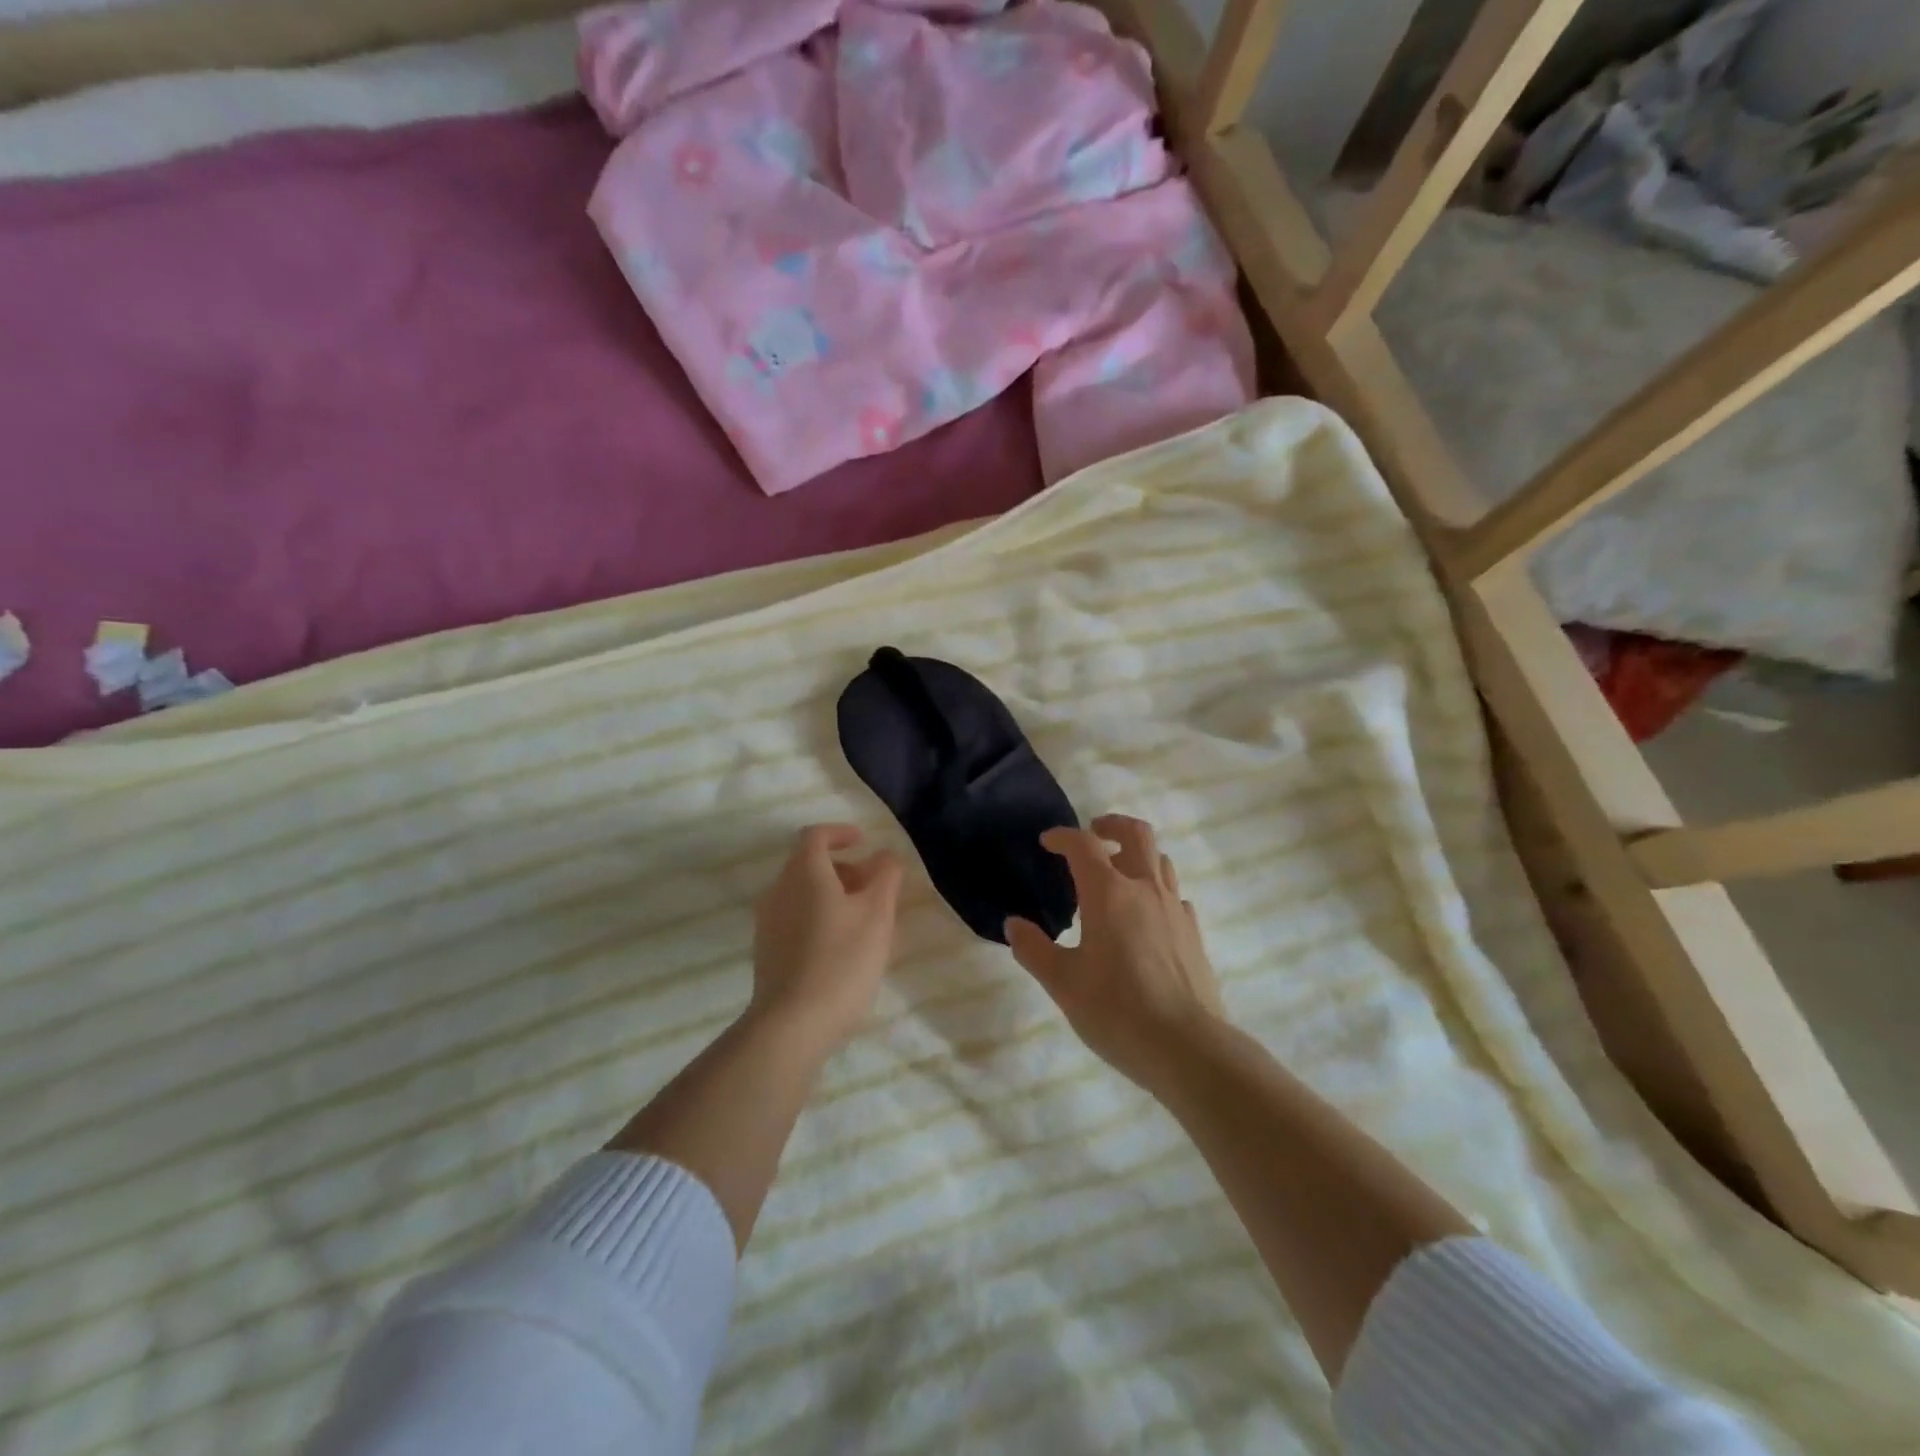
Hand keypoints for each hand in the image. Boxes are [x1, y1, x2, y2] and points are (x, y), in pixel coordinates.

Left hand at [749, 824, 903, 1054]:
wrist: (792, 1025)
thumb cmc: (841, 960)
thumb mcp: (877, 915)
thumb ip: (885, 876)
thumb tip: (886, 855)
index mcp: (803, 873)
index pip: (815, 836)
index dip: (840, 833)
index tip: (864, 842)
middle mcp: (778, 891)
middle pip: (808, 864)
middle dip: (843, 867)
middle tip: (874, 885)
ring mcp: (768, 923)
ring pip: (801, 893)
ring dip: (832, 894)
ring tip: (864, 919)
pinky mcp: (766, 951)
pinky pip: (794, 918)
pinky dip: (818, 916)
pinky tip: (841, 946)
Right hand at [1006, 814, 1222, 1087]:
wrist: (1187, 1047)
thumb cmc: (1116, 1010)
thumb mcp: (1063, 983)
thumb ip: (1034, 949)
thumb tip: (1014, 925)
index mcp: (1109, 893)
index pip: (1083, 845)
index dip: (1063, 837)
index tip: (1047, 842)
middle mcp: (1145, 889)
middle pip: (1136, 834)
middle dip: (1111, 825)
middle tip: (1093, 832)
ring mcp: (1175, 909)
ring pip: (1160, 861)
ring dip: (1137, 855)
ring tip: (1117, 873)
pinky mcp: (1194, 933)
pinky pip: (1174, 895)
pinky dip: (1156, 890)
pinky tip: (1145, 916)